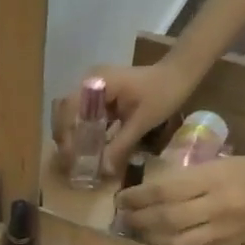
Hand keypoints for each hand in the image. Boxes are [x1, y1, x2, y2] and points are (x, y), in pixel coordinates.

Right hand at [51, 61, 191, 178]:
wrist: (180, 74)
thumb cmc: (163, 93)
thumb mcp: (142, 122)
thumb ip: (121, 144)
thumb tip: (104, 170)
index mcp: (97, 82)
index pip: (68, 108)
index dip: (64, 132)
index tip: (68, 155)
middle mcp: (90, 81)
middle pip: (66, 110)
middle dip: (66, 135)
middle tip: (69, 159)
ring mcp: (97, 86)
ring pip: (76, 112)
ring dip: (76, 133)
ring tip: (78, 157)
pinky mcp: (105, 94)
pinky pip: (90, 113)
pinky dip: (89, 130)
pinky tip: (93, 147)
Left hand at [117, 154, 244, 244]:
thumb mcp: (219, 164)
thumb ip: (189, 178)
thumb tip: (154, 190)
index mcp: (211, 178)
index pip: (165, 190)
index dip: (138, 197)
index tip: (121, 198)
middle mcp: (215, 204)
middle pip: (166, 217)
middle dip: (139, 219)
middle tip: (123, 217)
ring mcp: (222, 227)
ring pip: (176, 240)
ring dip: (152, 238)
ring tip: (137, 232)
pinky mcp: (229, 243)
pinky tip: (160, 242)